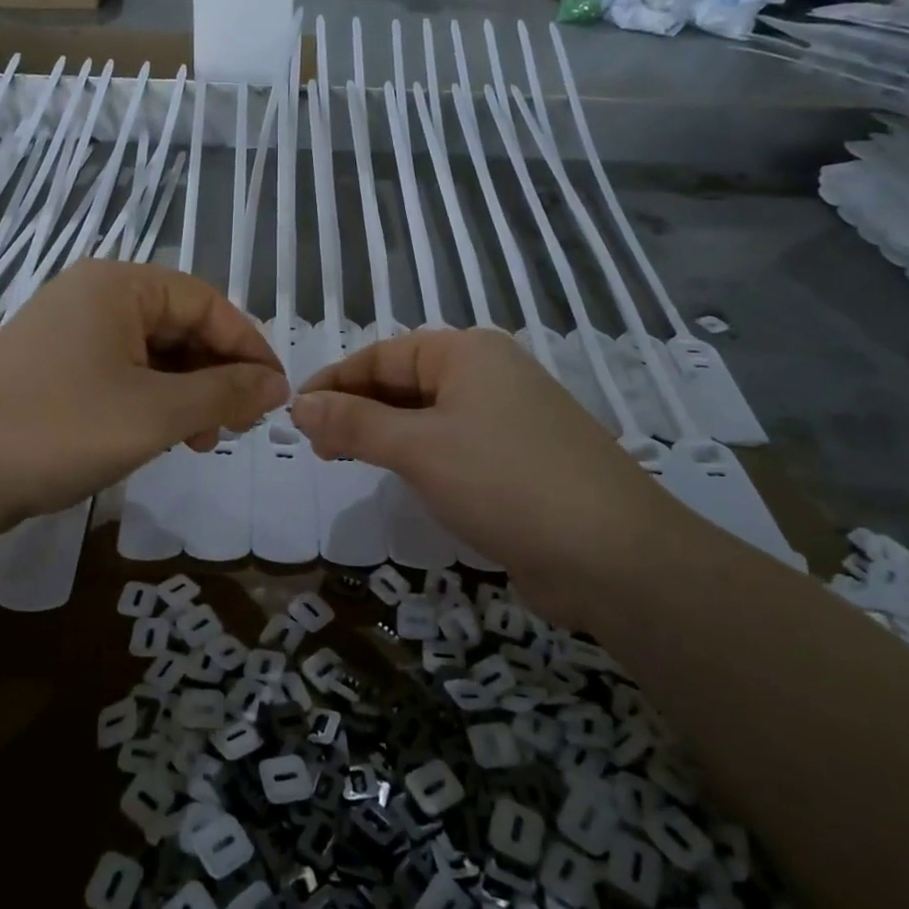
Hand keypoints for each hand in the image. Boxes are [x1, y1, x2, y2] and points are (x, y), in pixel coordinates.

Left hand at [0, 260, 287, 540]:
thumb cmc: (60, 430)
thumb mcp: (156, 413)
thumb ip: (224, 393)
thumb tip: (277, 385)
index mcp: (118, 285)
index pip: (207, 302)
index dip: (248, 347)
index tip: (276, 395)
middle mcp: (92, 295)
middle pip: (179, 325)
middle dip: (216, 374)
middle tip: (237, 424)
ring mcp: (67, 330)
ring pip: (151, 353)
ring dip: (186, 392)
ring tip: (202, 439)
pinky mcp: (52, 366)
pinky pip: (120, 371)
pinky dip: (150, 400)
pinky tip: (162, 436)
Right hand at [290, 329, 699, 612]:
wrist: (613, 555)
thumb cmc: (504, 481)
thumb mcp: (417, 448)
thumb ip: (354, 423)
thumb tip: (301, 405)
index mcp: (467, 353)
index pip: (382, 355)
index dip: (334, 382)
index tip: (295, 414)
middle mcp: (489, 375)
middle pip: (404, 382)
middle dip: (356, 410)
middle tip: (317, 446)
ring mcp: (509, 419)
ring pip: (428, 417)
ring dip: (384, 435)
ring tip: (345, 460)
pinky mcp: (519, 461)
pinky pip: (453, 446)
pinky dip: (418, 457)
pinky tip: (400, 478)